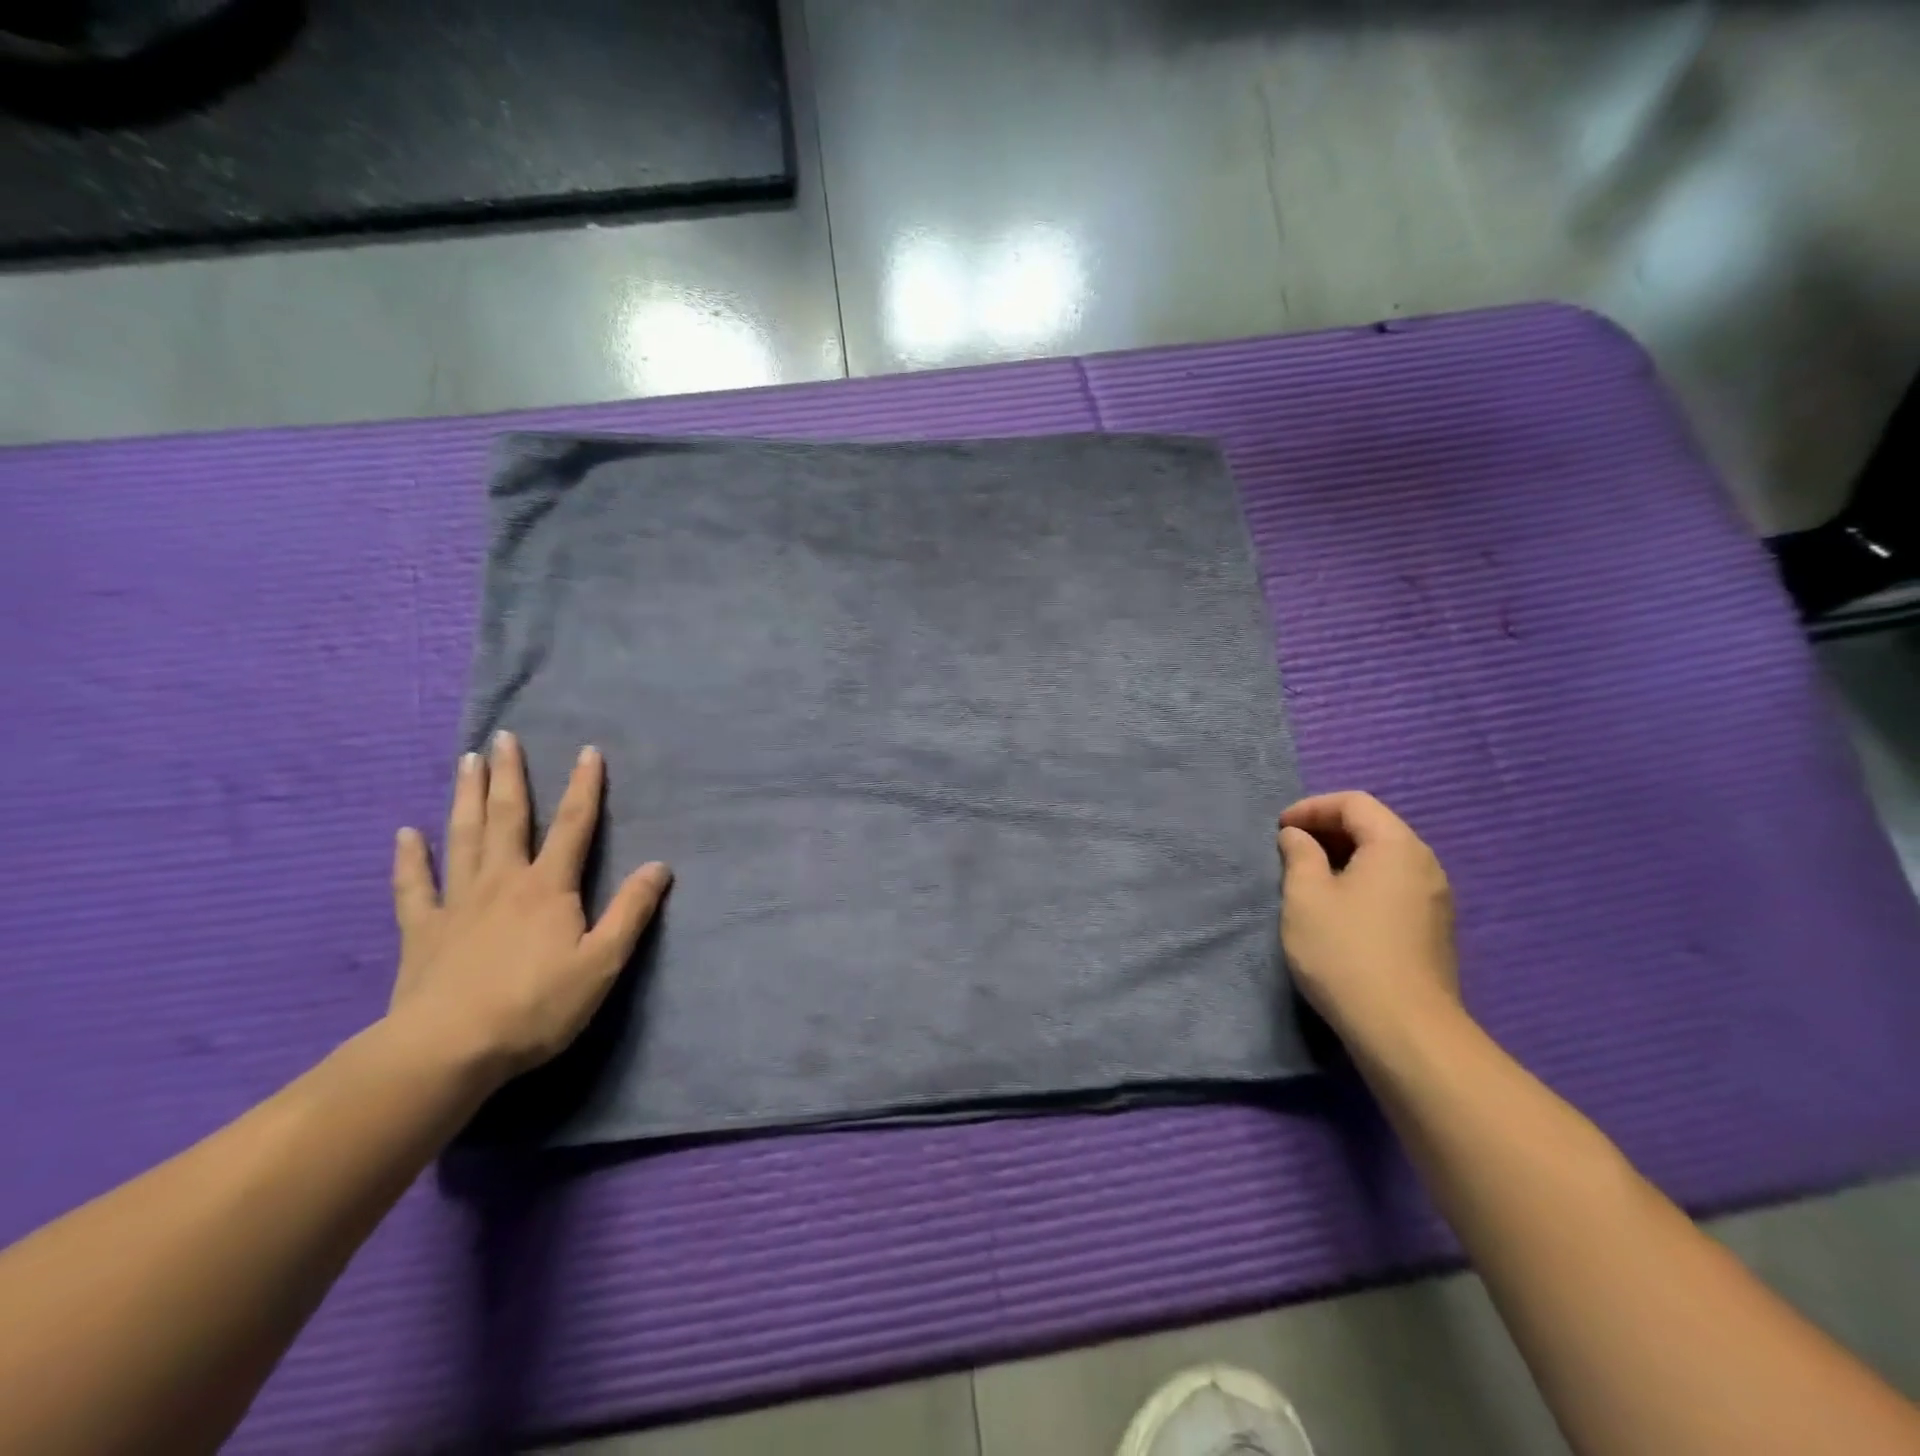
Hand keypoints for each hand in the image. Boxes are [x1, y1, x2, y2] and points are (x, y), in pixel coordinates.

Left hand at [389, 731, 670, 1081]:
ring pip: (463, 838)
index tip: (587, 751)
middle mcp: (503, 882)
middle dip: (509, 776)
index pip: (573, 826)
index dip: (584, 787)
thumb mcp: (603, 962)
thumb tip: (659, 865)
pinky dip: (409, 858)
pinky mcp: (422, 931)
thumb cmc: (536, 1006)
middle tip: (503, 738)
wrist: (448, 1051)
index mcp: (549, 887)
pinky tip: (405, 834)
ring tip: (467, 762)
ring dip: (465, 797)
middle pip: (507, 818)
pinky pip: (414, 886)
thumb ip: (631, 911)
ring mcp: (458, 903)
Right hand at [1277, 791, 1460, 1050]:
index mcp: (1397, 847)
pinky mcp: (1433, 930)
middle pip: (1375, 826)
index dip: (1312, 807)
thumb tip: (1298, 836)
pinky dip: (1362, 880)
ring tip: (1308, 877)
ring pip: (1385, 858)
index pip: (1354, 803)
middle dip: (1328, 830)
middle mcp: (1425, 865)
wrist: (1404, 1030)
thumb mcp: (1306, 897)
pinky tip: (1338, 907)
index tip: (1279, 829)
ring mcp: (1435, 899)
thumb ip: (1299, 855)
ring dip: (1344, 856)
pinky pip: (1394, 885)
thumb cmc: (1345, 952)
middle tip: (1289, 849)